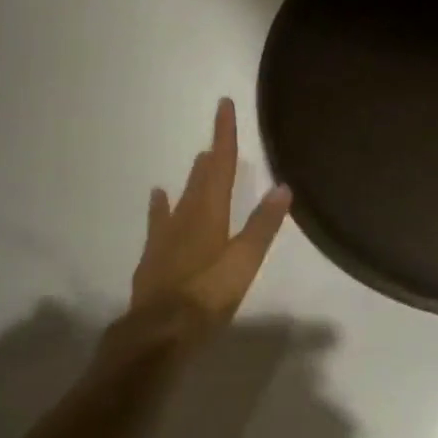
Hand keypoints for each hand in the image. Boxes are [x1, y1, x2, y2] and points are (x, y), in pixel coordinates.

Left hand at [130, 98, 292, 329]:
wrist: (158, 332)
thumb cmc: (207, 295)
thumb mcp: (244, 262)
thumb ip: (263, 225)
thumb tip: (283, 186)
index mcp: (211, 214)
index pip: (222, 166)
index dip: (225, 135)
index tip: (223, 105)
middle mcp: (186, 217)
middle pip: (202, 178)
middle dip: (214, 153)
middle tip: (218, 132)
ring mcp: (166, 237)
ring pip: (182, 197)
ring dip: (192, 177)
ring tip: (198, 158)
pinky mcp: (154, 256)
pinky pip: (159, 222)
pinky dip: (161, 206)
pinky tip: (158, 197)